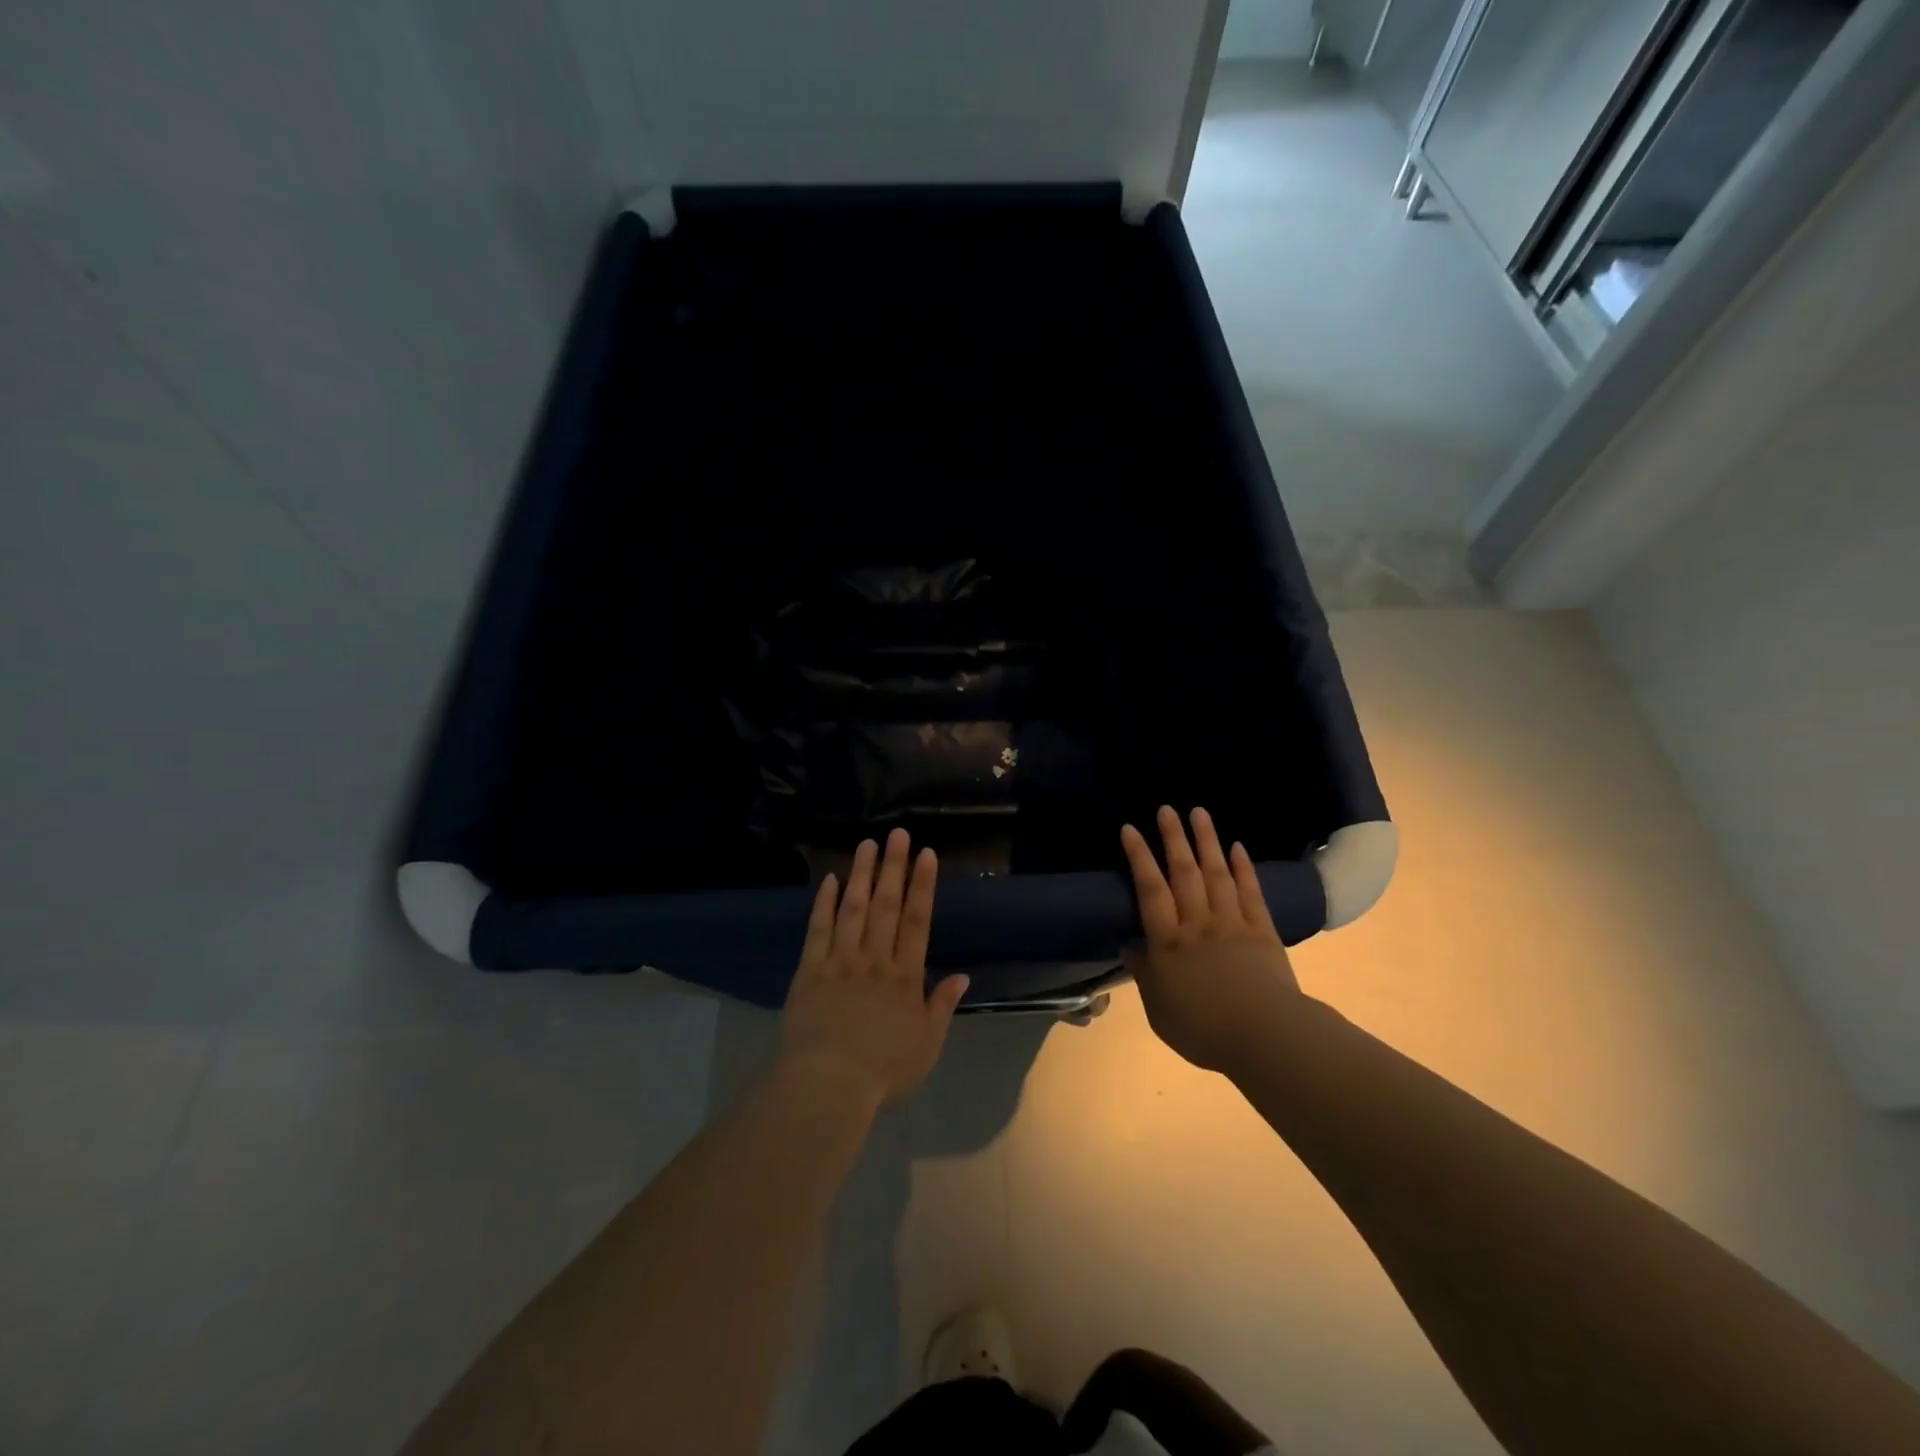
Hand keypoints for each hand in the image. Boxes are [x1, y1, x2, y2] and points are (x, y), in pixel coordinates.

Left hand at [780, 829, 969, 1109]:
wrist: (828, 1085)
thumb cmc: (884, 1070)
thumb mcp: (927, 1045)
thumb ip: (942, 1006)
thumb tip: (963, 975)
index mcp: (904, 976)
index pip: (918, 921)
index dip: (923, 885)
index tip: (926, 854)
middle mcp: (874, 959)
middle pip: (886, 905)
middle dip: (893, 867)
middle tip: (897, 834)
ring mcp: (840, 961)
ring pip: (852, 909)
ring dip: (861, 874)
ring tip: (866, 844)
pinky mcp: (810, 970)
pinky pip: (818, 930)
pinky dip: (823, 903)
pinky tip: (828, 879)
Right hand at [1120, 806, 1301, 1073]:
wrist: (1265, 1038)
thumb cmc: (1203, 1029)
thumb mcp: (1159, 1010)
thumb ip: (1144, 975)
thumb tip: (1129, 946)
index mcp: (1168, 942)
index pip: (1150, 890)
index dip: (1139, 857)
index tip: (1130, 829)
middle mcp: (1197, 923)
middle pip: (1183, 872)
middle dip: (1173, 838)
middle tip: (1166, 808)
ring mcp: (1232, 924)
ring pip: (1216, 874)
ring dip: (1207, 841)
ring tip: (1199, 813)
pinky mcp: (1262, 931)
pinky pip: (1251, 893)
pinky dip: (1244, 868)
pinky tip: (1237, 847)